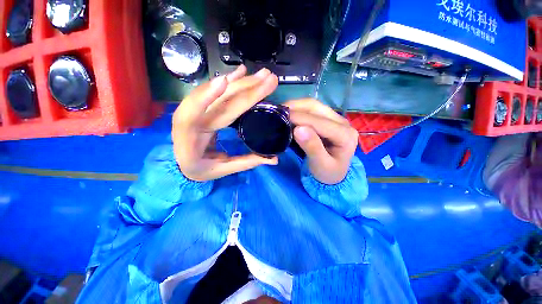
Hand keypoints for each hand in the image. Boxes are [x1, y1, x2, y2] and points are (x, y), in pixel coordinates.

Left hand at [172, 65, 278, 181]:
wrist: (184, 163)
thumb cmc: (201, 169)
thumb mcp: (222, 170)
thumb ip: (247, 162)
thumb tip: (275, 159)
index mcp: (189, 139)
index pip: (196, 116)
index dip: (207, 98)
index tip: (225, 82)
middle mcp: (190, 119)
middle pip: (218, 101)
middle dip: (244, 88)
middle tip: (268, 79)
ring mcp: (197, 110)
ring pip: (219, 92)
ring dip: (241, 81)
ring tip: (262, 74)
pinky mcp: (204, 107)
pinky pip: (218, 91)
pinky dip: (230, 80)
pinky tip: (241, 72)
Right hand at [285, 99, 358, 184]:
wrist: (333, 174)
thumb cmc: (327, 173)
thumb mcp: (320, 165)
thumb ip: (312, 147)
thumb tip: (298, 129)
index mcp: (345, 136)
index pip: (320, 122)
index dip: (300, 118)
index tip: (282, 117)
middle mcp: (343, 123)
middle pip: (318, 108)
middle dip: (297, 107)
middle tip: (279, 112)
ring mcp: (336, 119)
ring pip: (314, 106)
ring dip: (297, 106)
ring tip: (282, 111)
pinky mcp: (328, 120)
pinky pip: (312, 111)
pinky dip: (299, 110)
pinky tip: (290, 114)